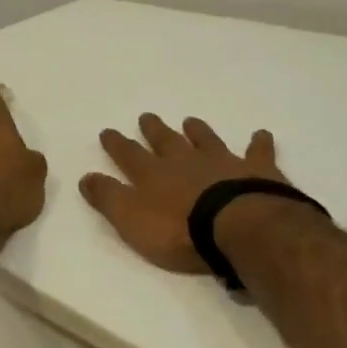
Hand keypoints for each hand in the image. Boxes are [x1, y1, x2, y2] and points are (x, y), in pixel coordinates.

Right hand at [80, 115, 286, 273]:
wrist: (236, 226)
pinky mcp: (256, 170)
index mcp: (153, 175)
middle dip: (153, 130)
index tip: (108, 131)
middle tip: (146, 117)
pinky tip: (261, 134)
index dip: (116, 144)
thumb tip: (85, 177)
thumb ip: (108, 198)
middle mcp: (185, 162)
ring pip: (206, 140)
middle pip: (166, 141)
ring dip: (197, 131)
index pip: (129, 155)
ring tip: (190, 121)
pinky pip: (257, 152)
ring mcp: (222, 162)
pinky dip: (258, 143)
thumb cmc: (178, 230)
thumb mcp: (130, 220)